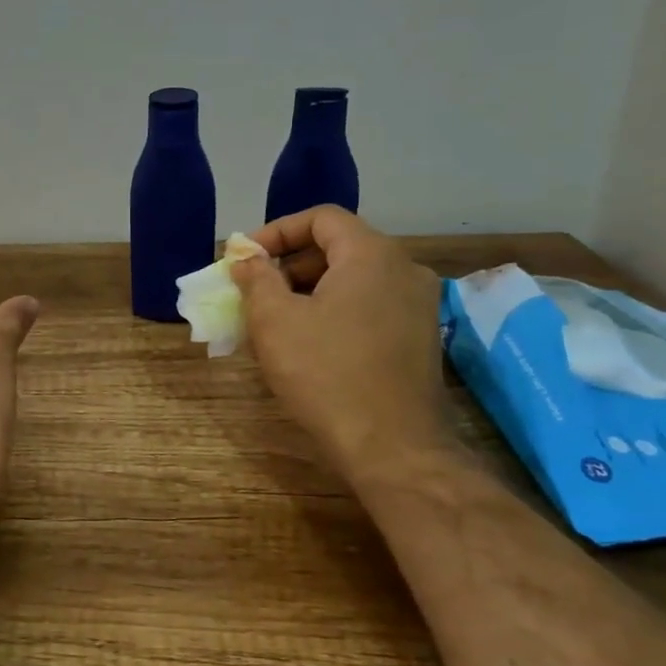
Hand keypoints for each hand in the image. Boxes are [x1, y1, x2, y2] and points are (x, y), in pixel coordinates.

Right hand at [231, 207, 453, 486]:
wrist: (393, 447)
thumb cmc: (326, 374)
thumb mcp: (275, 320)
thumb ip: (257, 278)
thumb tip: (246, 258)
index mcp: (372, 254)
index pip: (320, 218)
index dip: (276, 232)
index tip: (245, 260)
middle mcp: (404, 269)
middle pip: (338, 247)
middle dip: (289, 265)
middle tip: (254, 292)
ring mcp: (419, 306)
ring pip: (353, 280)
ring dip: (309, 291)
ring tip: (273, 322)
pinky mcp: (420, 338)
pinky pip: (369, 307)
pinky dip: (334, 312)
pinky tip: (308, 345)